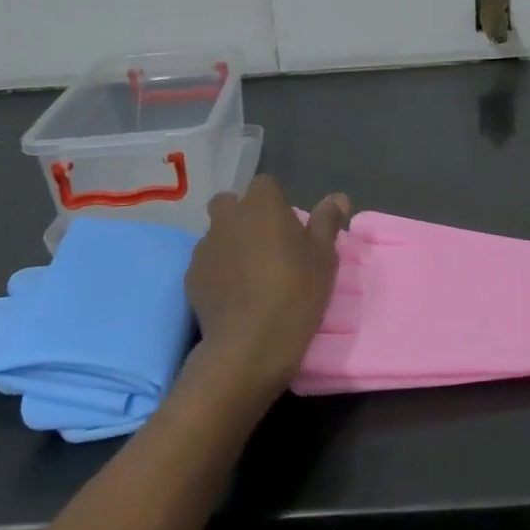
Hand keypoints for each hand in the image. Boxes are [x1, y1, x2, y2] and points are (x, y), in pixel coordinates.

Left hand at [184, 175, 349, 406]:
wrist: (250, 345)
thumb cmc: (296, 291)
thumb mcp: (324, 257)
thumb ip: (327, 222)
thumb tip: (338, 198)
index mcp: (262, 204)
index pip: (266, 185)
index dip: (276, 201)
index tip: (288, 226)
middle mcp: (228, 217)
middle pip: (231, 203)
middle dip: (243, 216)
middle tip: (264, 244)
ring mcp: (205, 246)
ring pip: (216, 234)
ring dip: (229, 244)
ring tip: (248, 273)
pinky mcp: (190, 276)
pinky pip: (206, 263)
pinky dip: (216, 271)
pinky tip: (232, 294)